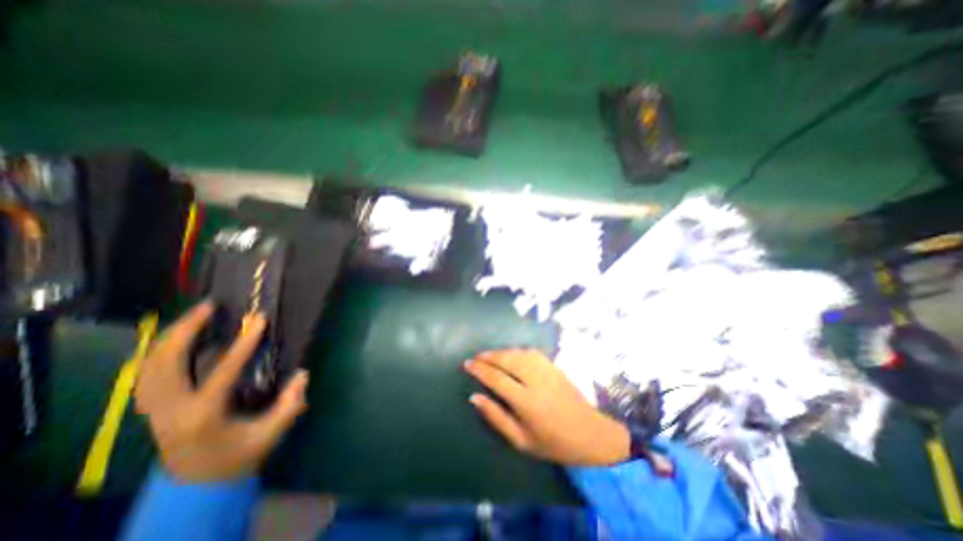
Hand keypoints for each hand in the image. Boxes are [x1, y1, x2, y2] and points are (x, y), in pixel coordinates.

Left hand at [133, 303, 307, 482]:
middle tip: (209, 306)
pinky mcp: (154, 408)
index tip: (257, 320)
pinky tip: (175, 339)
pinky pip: (147, 373)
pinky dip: (158, 352)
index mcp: (203, 416)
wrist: (197, 485)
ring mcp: (156, 409)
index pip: (222, 372)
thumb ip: (290, 405)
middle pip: (166, 363)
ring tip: (193, 316)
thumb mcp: (270, 434)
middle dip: (186, 330)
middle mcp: (171, 410)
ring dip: (170, 337)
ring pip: (150, 366)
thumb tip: (303, 374)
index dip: (243, 344)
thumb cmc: (238, 457)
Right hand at [463, 349, 628, 467]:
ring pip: (518, 353)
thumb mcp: (521, 440)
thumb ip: (496, 417)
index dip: (480, 370)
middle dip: (488, 356)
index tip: (467, 364)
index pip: (496, 379)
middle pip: (507, 360)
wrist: (591, 434)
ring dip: (501, 352)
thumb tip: (475, 397)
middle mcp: (536, 380)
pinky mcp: (554, 366)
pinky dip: (516, 351)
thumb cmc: (553, 443)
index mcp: (526, 402)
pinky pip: (530, 352)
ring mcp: (547, 370)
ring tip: (488, 355)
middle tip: (475, 357)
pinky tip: (510, 354)